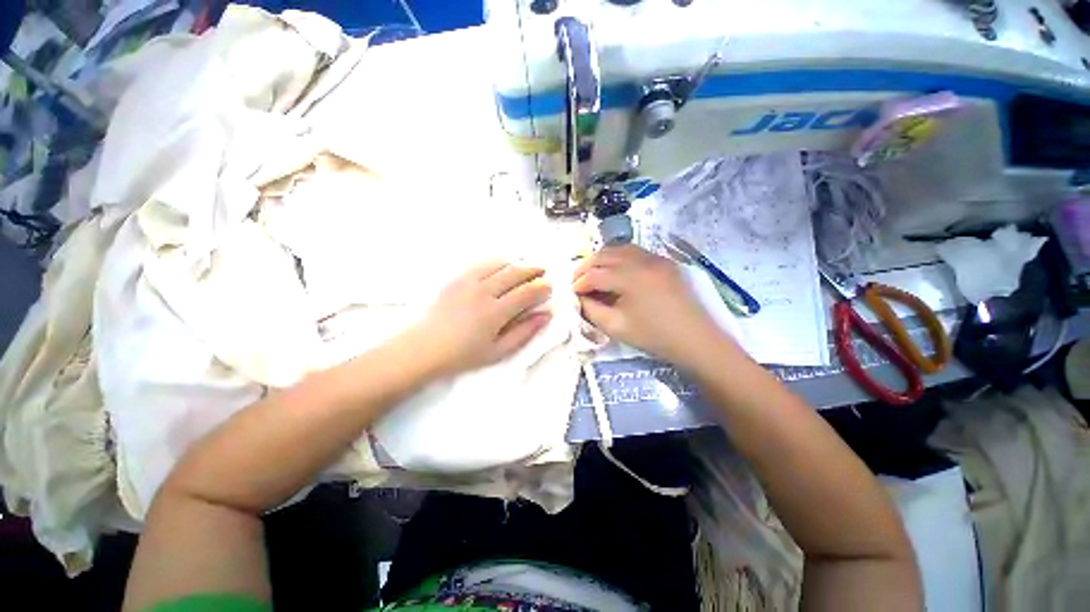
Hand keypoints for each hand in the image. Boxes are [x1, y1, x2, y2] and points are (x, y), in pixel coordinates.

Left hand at [411, 261, 552, 377]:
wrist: (422, 348)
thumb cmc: (462, 355)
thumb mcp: (498, 352)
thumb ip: (524, 333)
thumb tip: (546, 315)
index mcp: (495, 312)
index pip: (527, 292)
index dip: (542, 287)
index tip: (549, 287)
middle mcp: (483, 291)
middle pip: (515, 272)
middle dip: (533, 270)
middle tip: (543, 271)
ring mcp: (467, 281)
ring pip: (499, 263)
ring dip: (516, 264)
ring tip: (524, 268)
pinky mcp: (455, 278)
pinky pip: (481, 263)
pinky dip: (496, 263)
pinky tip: (500, 268)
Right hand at [574, 244, 729, 366]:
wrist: (695, 339)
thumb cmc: (654, 337)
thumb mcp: (616, 327)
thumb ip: (592, 310)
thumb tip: (578, 297)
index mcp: (630, 278)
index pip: (595, 274)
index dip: (579, 283)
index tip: (571, 293)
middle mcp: (642, 261)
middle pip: (605, 255)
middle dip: (586, 266)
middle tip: (577, 280)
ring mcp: (656, 258)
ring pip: (620, 249)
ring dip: (602, 259)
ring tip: (593, 272)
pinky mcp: (664, 261)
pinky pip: (636, 252)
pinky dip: (619, 257)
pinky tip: (615, 270)